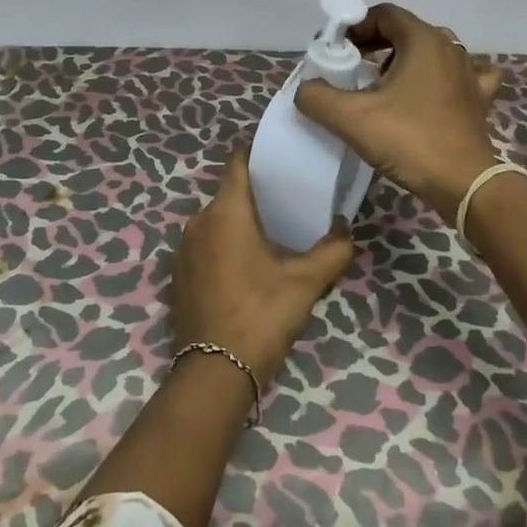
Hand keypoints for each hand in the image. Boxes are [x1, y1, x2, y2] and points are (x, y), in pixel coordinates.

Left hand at [170, 146, 357, 388]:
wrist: (213, 373)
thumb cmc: (261, 314)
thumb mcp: (305, 282)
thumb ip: (333, 250)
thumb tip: (346, 227)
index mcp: (226, 212)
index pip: (237, 162)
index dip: (258, 153)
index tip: (282, 153)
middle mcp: (198, 221)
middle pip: (229, 192)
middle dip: (257, 190)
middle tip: (291, 194)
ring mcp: (184, 249)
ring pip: (217, 219)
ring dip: (242, 220)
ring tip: (275, 227)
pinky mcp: (180, 274)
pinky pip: (206, 243)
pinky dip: (226, 242)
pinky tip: (249, 261)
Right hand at [293, 3, 503, 217]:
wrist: (464, 184)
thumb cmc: (409, 140)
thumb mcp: (351, 118)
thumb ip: (317, 97)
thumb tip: (306, 89)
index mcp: (424, 40)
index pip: (384, 14)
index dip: (356, 26)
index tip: (336, 50)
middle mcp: (450, 48)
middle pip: (406, 31)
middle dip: (376, 44)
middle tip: (352, 67)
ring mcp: (469, 73)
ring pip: (432, 51)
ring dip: (404, 60)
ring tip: (382, 84)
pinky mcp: (479, 99)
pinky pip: (459, 75)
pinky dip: (441, 77)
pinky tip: (431, 91)